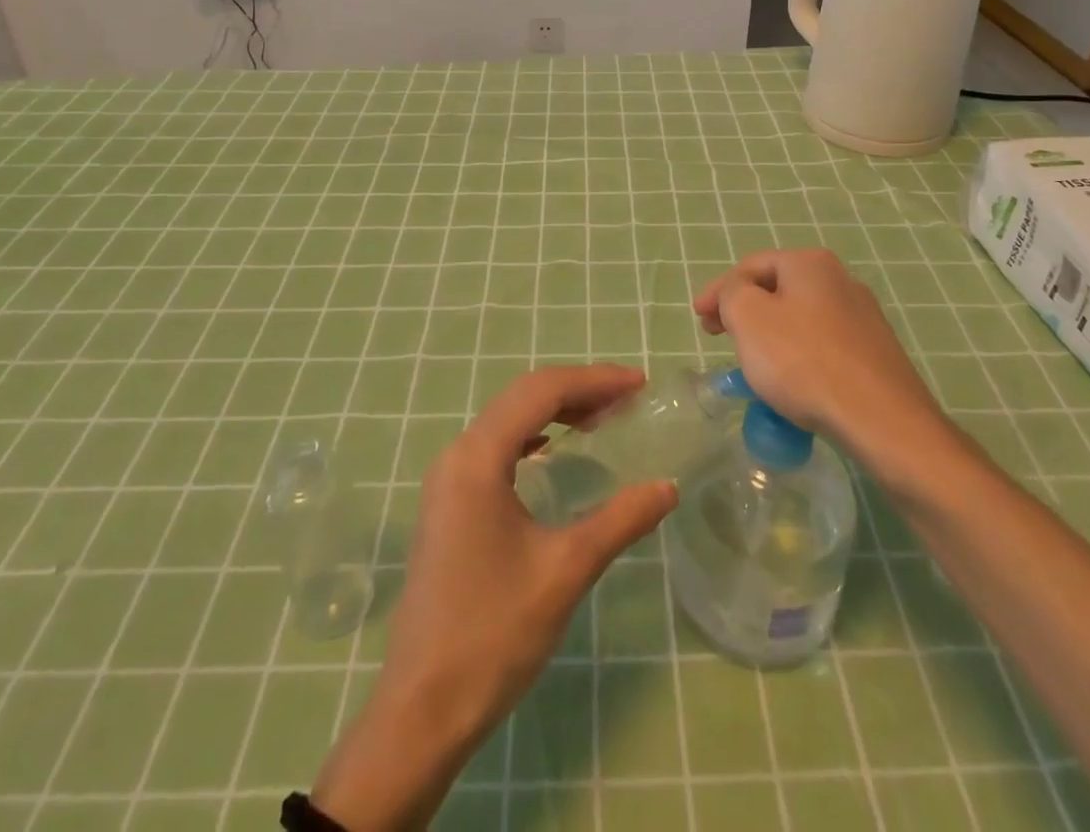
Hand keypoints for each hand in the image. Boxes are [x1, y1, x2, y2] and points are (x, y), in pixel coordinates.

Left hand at [312, 366, 677, 829]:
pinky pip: (495, 447)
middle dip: (578, 390)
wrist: (422, 710)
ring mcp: (447, 479)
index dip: (594, 380)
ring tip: (602, 418)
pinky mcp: (447, 503)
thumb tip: (668, 487)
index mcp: (478, 458)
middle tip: (628, 398)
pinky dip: (532, 436)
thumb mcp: (566, 571)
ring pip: (507, 420)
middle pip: (522, 397)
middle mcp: (457, 455)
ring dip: (554, 410)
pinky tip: (553, 449)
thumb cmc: (493, 634)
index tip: (639, 384)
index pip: (541, 392)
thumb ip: (620, 520)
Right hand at [694, 249, 947, 457]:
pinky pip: (823, 346)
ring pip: (800, 319)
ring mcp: (864, 317)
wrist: (882, 421)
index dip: (717, 290)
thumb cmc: (804, 361)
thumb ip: (731, 293)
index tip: (698, 319)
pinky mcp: (875, 353)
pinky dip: (798, 357)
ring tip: (753, 364)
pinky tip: (792, 384)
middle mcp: (841, 280)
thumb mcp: (748, 317)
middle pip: (777, 290)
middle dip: (744, 312)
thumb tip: (738, 294)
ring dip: (770, 335)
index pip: (750, 267)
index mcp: (809, 263)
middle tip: (720, 337)